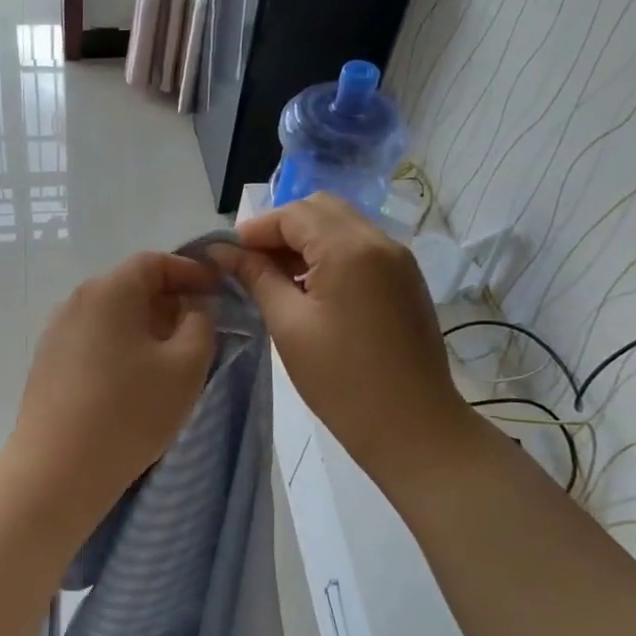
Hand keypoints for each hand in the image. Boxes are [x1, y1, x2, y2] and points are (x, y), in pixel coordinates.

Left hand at [8, 251, 219, 510]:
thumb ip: (200, 324)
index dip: (189, 271)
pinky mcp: (47, 362)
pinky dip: (119, 344)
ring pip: (110, 314)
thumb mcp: (186, 366)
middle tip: (199, 326)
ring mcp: (56, 331)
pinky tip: (133, 377)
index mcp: (109, 291)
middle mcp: (76, 301)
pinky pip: (92, 338)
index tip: (217, 289)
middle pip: (129, 286)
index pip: (154, 262)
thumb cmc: (130, 411)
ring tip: (169, 356)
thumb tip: (191, 308)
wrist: (58, 468)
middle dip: (168, 300)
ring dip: (143, 325)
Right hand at [211, 194, 475, 474]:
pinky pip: (360, 247)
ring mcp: (398, 260)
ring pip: (342, 226)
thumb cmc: (341, 380)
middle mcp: (379, 241)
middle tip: (251, 264)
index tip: (227, 255)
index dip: (256, 229)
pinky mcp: (405, 280)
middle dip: (281, 229)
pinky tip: (310, 289)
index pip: (294, 214)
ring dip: (305, 241)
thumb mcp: (288, 325)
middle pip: (320, 210)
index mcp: (349, 248)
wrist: (412, 426)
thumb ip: (256, 277)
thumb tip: (223, 251)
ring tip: (275, 278)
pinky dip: (330, 254)